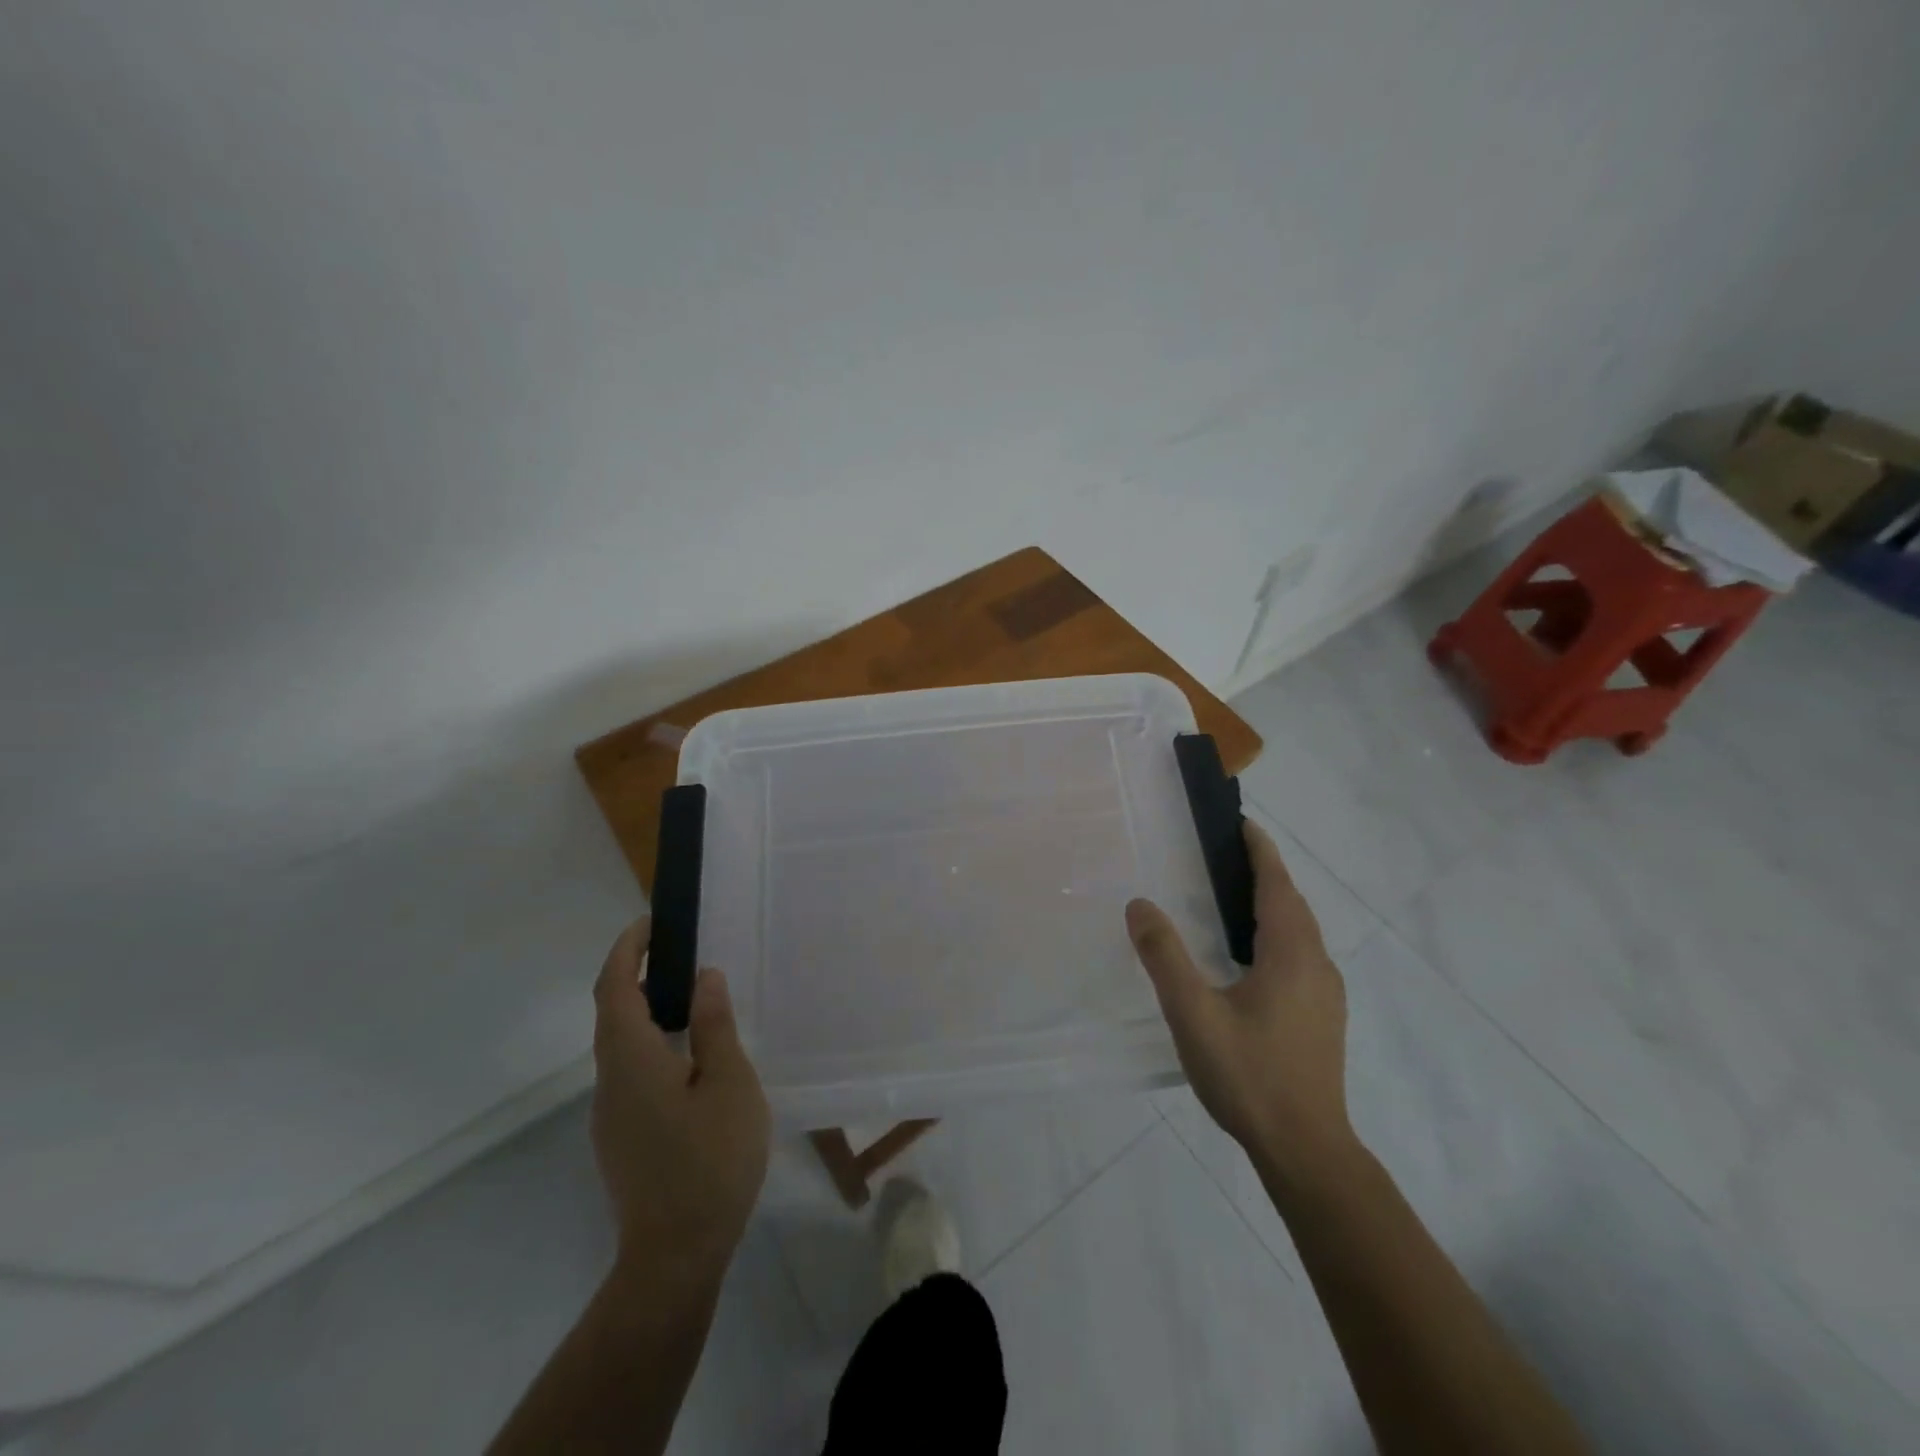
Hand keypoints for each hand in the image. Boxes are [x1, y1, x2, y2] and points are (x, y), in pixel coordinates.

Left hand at [591, 919, 770, 1278]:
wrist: (674, 1257)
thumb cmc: (710, 1162)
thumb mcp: (729, 1084)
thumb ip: (714, 1026)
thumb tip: (704, 977)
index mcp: (632, 1059)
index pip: (614, 988)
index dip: (626, 949)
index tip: (650, 922)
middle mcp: (610, 1080)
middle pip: (612, 1013)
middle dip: (638, 974)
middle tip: (682, 952)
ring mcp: (610, 1114)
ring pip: (621, 1045)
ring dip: (647, 1010)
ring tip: (693, 998)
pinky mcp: (621, 1137)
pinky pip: (630, 1071)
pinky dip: (652, 1043)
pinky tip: (690, 1059)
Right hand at [1125, 819, 1355, 1181]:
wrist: (1306, 1149)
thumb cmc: (1249, 1076)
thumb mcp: (1194, 1014)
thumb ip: (1165, 957)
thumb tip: (1140, 904)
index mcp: (1291, 954)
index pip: (1277, 884)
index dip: (1260, 850)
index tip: (1239, 823)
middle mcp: (1316, 964)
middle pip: (1292, 903)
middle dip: (1264, 872)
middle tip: (1224, 854)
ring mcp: (1325, 993)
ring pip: (1300, 931)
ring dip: (1272, 904)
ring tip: (1231, 897)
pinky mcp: (1323, 1016)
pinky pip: (1300, 955)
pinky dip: (1276, 934)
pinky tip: (1248, 956)